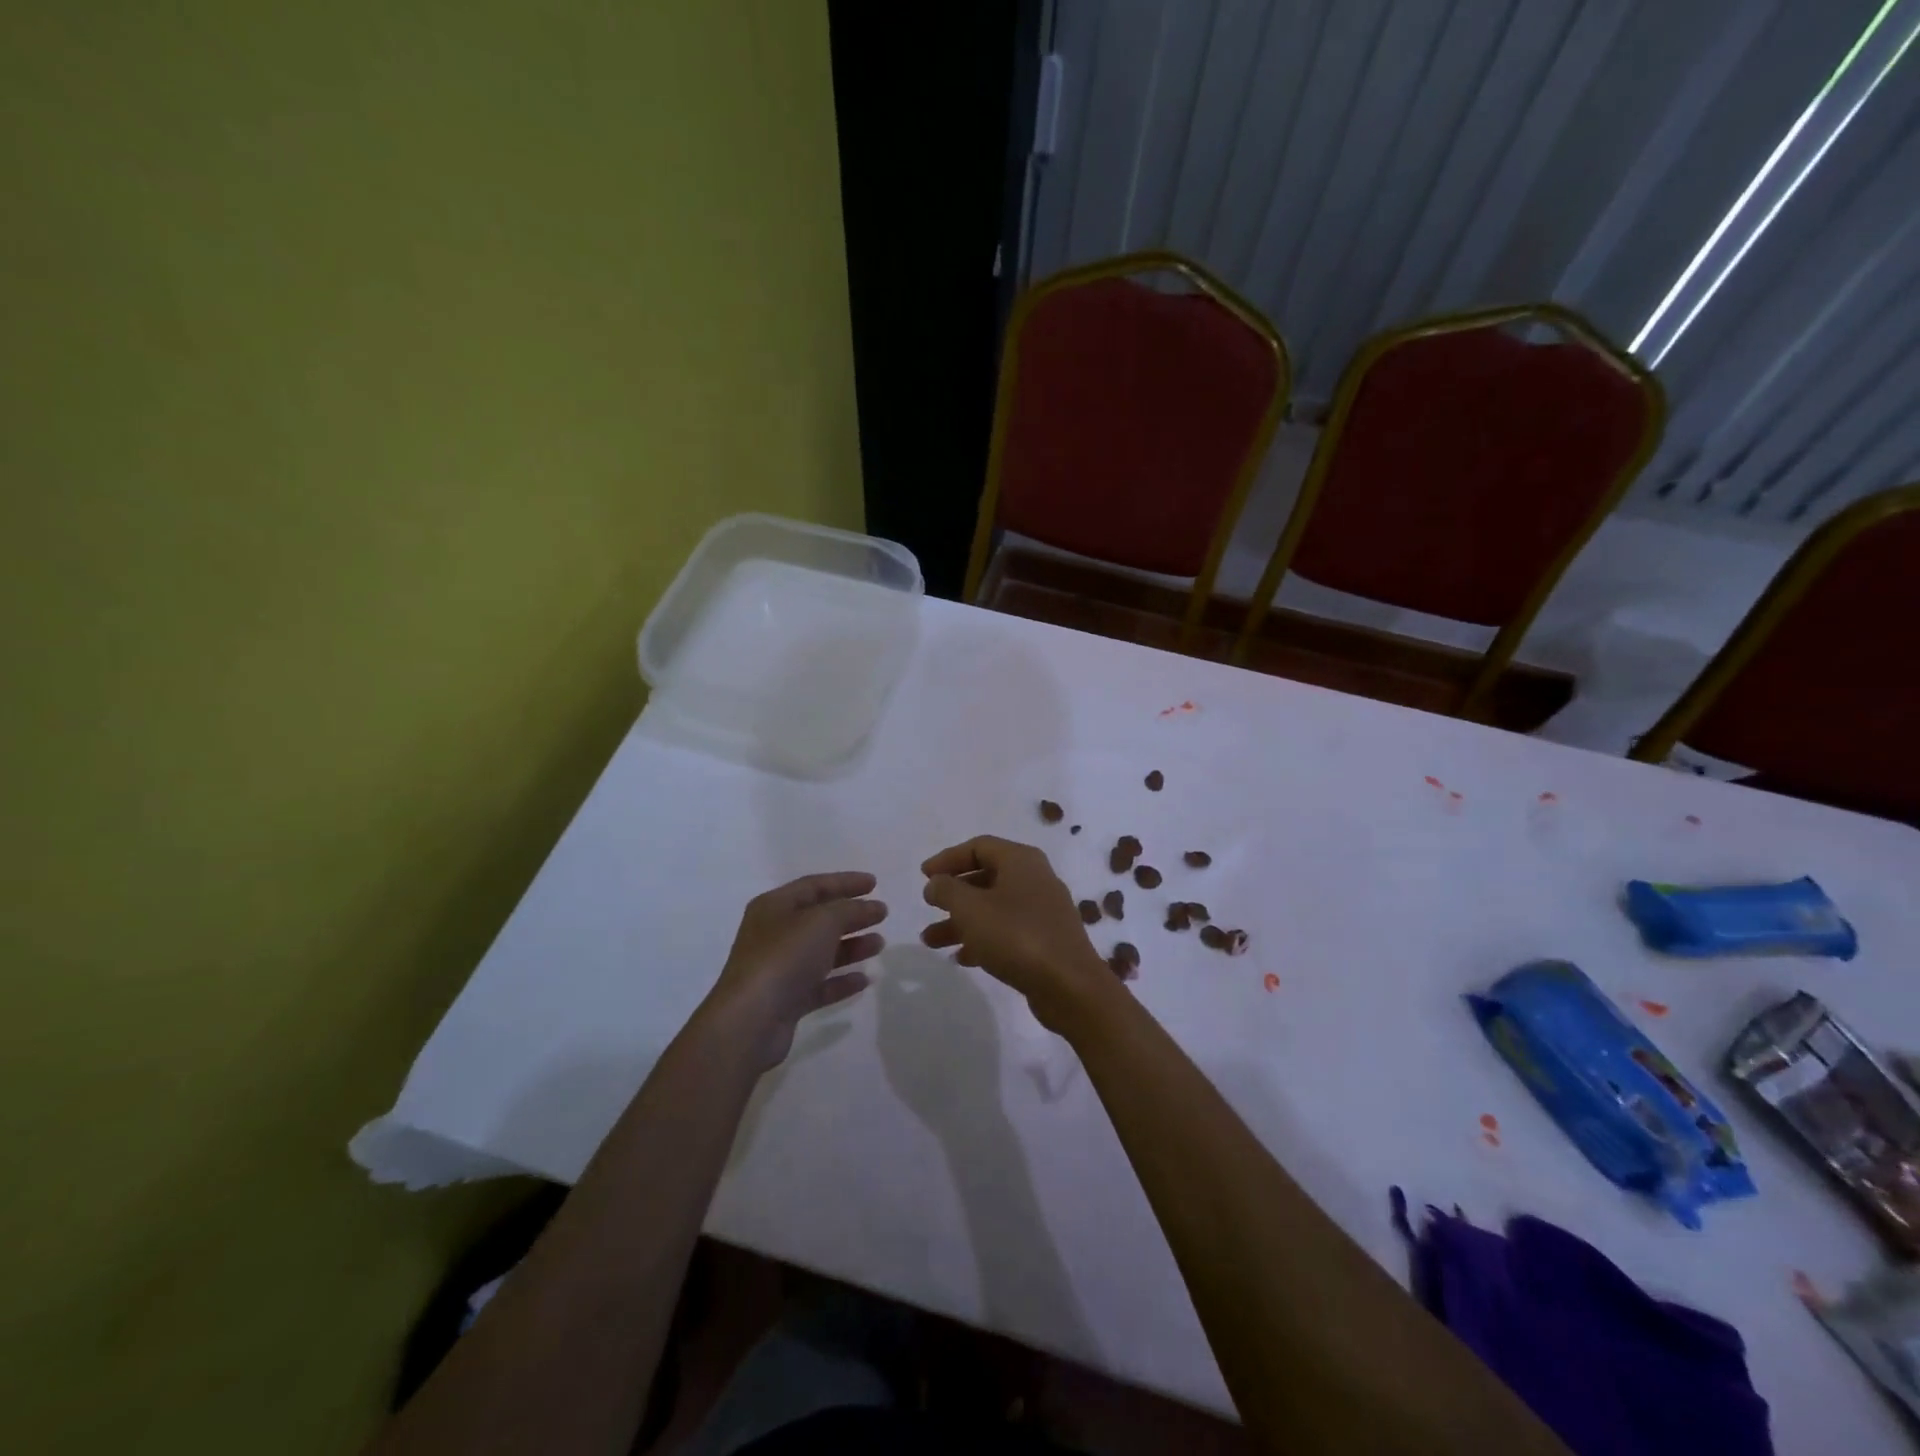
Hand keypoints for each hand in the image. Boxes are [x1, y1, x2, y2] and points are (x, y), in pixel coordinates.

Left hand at [702, 872, 886, 1070]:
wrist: (750, 1020)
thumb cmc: (784, 958)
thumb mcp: (822, 922)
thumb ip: (850, 910)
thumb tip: (870, 907)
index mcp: (775, 906)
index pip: (814, 885)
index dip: (845, 882)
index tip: (875, 883)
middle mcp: (774, 934)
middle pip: (819, 918)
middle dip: (852, 915)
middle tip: (882, 914)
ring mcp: (779, 968)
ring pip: (822, 952)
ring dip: (851, 946)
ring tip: (880, 944)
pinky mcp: (786, 999)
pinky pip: (819, 984)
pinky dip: (841, 980)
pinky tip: (865, 980)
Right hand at [920, 836, 1117, 1033]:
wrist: (1070, 986)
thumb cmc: (1017, 936)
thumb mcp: (971, 909)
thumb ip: (947, 890)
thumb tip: (936, 883)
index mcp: (1021, 861)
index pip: (978, 846)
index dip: (948, 858)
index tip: (923, 876)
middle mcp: (1035, 879)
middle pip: (986, 876)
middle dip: (953, 894)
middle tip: (928, 907)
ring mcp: (1043, 910)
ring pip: (994, 907)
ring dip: (962, 921)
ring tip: (931, 941)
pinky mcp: (1046, 940)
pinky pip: (1008, 930)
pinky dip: (983, 938)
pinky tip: (962, 958)